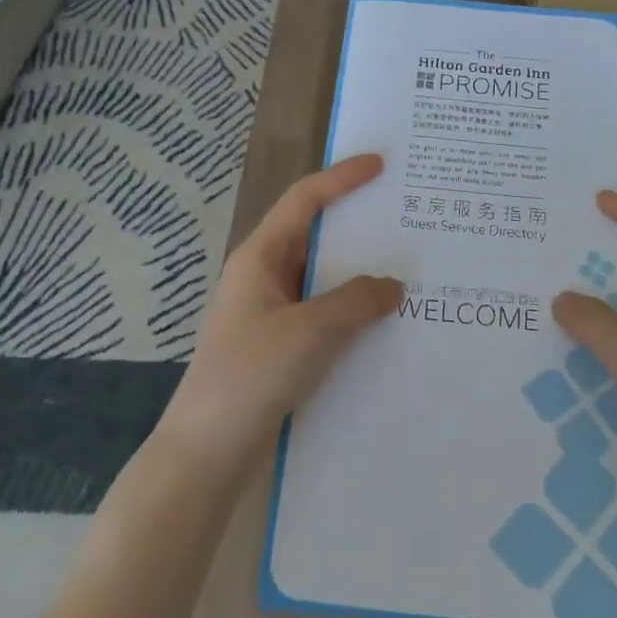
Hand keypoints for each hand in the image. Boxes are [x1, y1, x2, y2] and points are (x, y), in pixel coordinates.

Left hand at [155, 155, 401, 483]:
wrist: (207, 452)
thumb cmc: (250, 376)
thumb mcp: (309, 331)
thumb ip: (356, 301)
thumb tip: (393, 285)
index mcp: (261, 256)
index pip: (304, 199)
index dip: (342, 177)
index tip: (381, 164)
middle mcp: (265, 275)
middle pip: (317, 234)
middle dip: (359, 223)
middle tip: (406, 216)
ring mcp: (273, 311)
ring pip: (324, 277)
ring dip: (361, 271)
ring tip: (409, 266)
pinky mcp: (281, 344)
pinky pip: (325, 311)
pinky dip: (354, 308)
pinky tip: (387, 320)